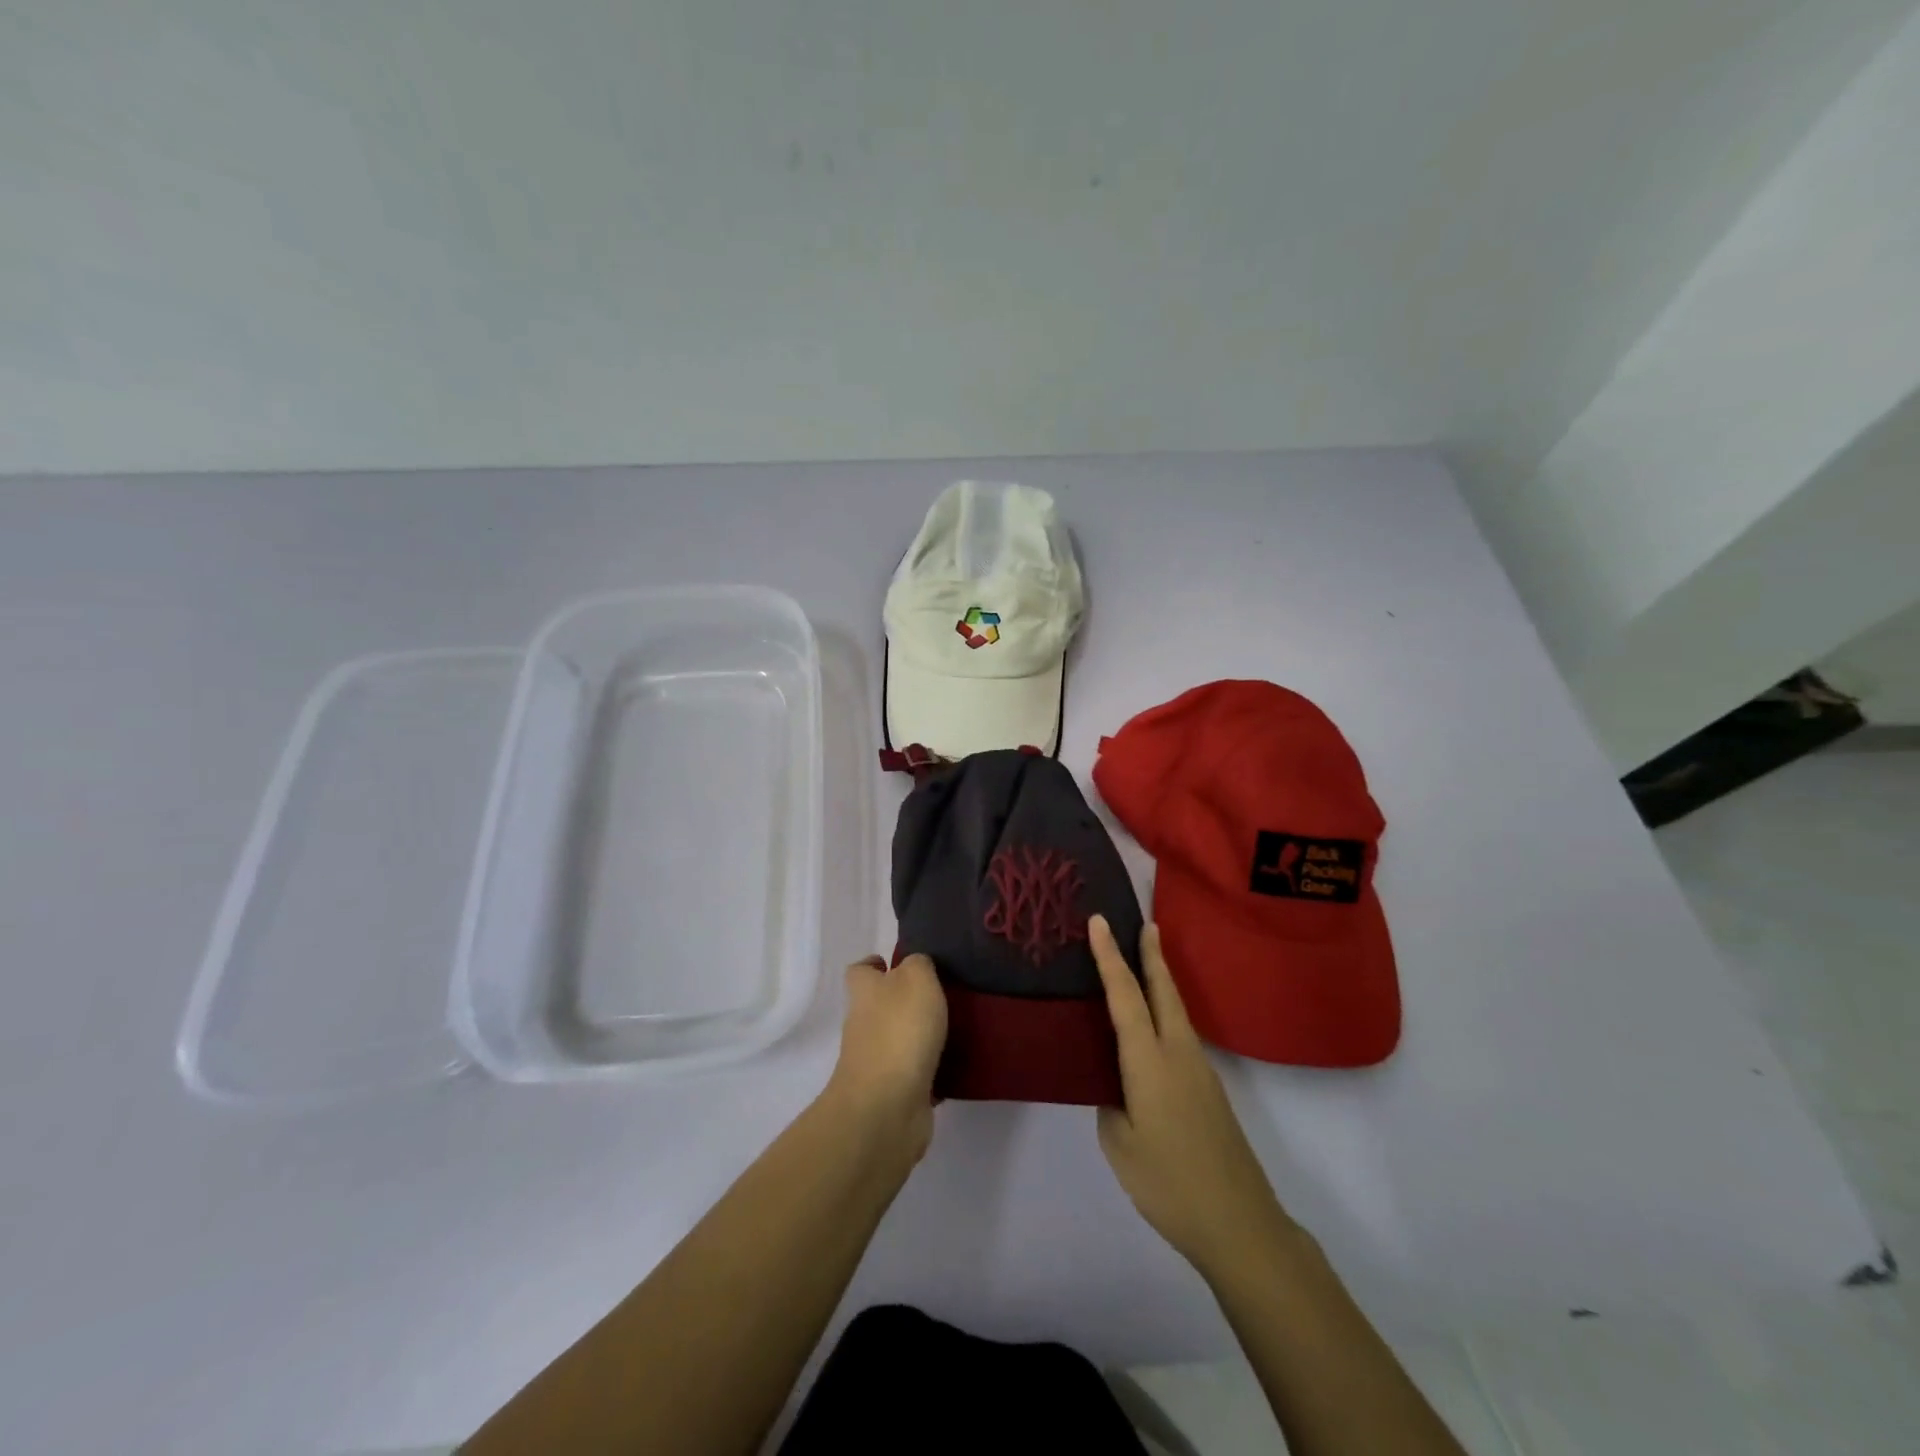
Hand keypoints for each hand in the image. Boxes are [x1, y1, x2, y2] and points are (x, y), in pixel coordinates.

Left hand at [822, 954, 947, 1163]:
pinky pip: (916, 1073)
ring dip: (922, 1035)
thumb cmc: (900, 1031)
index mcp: (864, 992)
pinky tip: (957, 1063)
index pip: (860, 971)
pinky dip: (932, 1069)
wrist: (887, 1107)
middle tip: (944, 994)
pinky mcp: (894, 1093)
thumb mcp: (916, 979)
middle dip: (907, 1000)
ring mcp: (877, 1061)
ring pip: (900, 1039)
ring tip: (959, 1026)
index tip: (898, 964)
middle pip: (880, 1005)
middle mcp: (864, 1024)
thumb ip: (918, 964)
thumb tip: (916, 966)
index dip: (875, 965)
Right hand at [1090, 916, 1294, 1276]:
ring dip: (1160, 982)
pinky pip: (1180, 1035)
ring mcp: (1200, 1071)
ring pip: (1175, 1011)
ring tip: (1144, 963)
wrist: (1240, 1224)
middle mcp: (1178, 1053)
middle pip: (1163, 991)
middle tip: (1145, 923)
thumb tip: (1116, 1088)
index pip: (1125, 996)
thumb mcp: (1119, 1145)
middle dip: (1152, 955)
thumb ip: (1111, 1105)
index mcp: (1150, 1061)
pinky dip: (1165, 1013)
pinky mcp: (1209, 1090)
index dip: (1110, 957)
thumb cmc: (1170, 1183)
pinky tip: (1153, 1029)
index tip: (1100, 921)